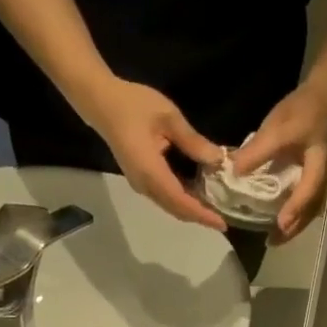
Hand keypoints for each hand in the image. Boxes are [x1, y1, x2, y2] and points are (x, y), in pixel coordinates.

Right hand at [78, 77, 227, 229]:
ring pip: (171, 206)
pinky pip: (165, 197)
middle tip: (224, 219)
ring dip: (192, 210)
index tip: (222, 223)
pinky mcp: (141, 180)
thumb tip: (218, 160)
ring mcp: (141, 184)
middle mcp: (144, 185)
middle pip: (177, 209)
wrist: (101, 103)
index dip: (202, 214)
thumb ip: (193, 141)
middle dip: (200, 217)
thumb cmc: (133, 105)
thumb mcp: (168, 117)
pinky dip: (183, 201)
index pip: (181, 201)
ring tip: (215, 209)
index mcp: (150, 172)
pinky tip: (198, 195)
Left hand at [228, 84, 326, 241]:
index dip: (295, 208)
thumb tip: (234, 172)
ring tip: (276, 236)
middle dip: (294, 227)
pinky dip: (296, 212)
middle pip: (311, 210)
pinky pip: (308, 200)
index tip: (280, 225)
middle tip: (274, 242)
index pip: (308, 191)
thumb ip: (257, 150)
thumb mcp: (278, 128)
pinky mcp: (316, 176)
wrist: (324, 95)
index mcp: (318, 166)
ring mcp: (323, 178)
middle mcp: (324, 178)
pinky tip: (284, 218)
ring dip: (295, 224)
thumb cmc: (304, 110)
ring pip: (311, 208)